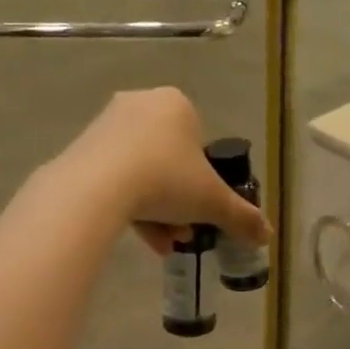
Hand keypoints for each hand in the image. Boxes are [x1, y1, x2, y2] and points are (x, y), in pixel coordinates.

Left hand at [56, 88, 271, 255]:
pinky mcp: (81, 147)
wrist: (96, 187)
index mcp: (176, 104)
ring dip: (157, 209)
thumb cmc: (166, 180)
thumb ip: (242, 217)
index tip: (201, 209)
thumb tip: (267, 236)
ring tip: (162, 244)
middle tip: (183, 232)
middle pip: (170, 161)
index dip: (204, 180)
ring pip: (142, 172)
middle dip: (179, 201)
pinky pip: (114, 177)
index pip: (198, 143)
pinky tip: (140, 237)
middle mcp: (141, 104)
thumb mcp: (212, 202)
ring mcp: (107, 124)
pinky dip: (129, 205)